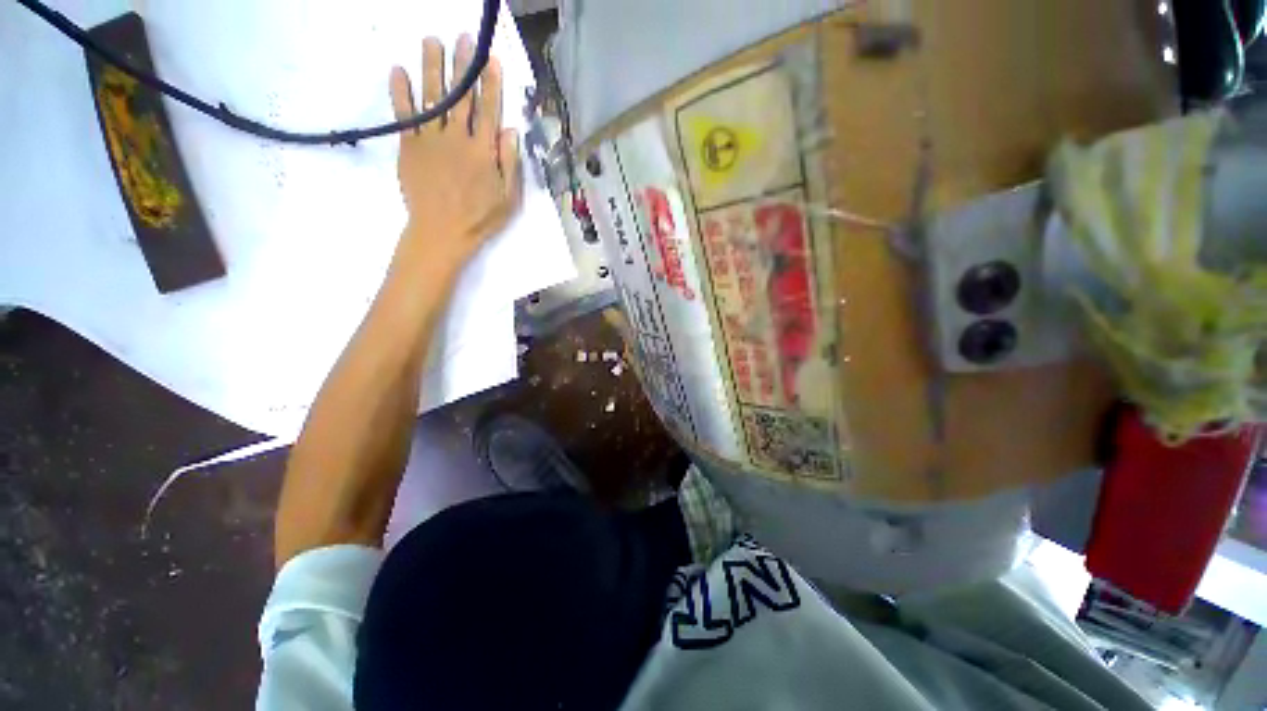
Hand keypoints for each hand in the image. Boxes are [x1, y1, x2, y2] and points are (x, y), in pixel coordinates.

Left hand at [390, 35, 521, 264]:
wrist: (442, 232)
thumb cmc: (481, 219)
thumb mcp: (508, 199)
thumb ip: (510, 164)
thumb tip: (510, 130)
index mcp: (484, 151)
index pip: (488, 110)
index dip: (490, 83)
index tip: (490, 59)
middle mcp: (458, 138)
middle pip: (461, 96)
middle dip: (463, 65)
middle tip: (462, 37)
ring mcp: (431, 140)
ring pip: (433, 97)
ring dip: (432, 67)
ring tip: (431, 41)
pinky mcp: (410, 146)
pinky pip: (405, 114)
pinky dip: (401, 92)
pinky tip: (398, 71)